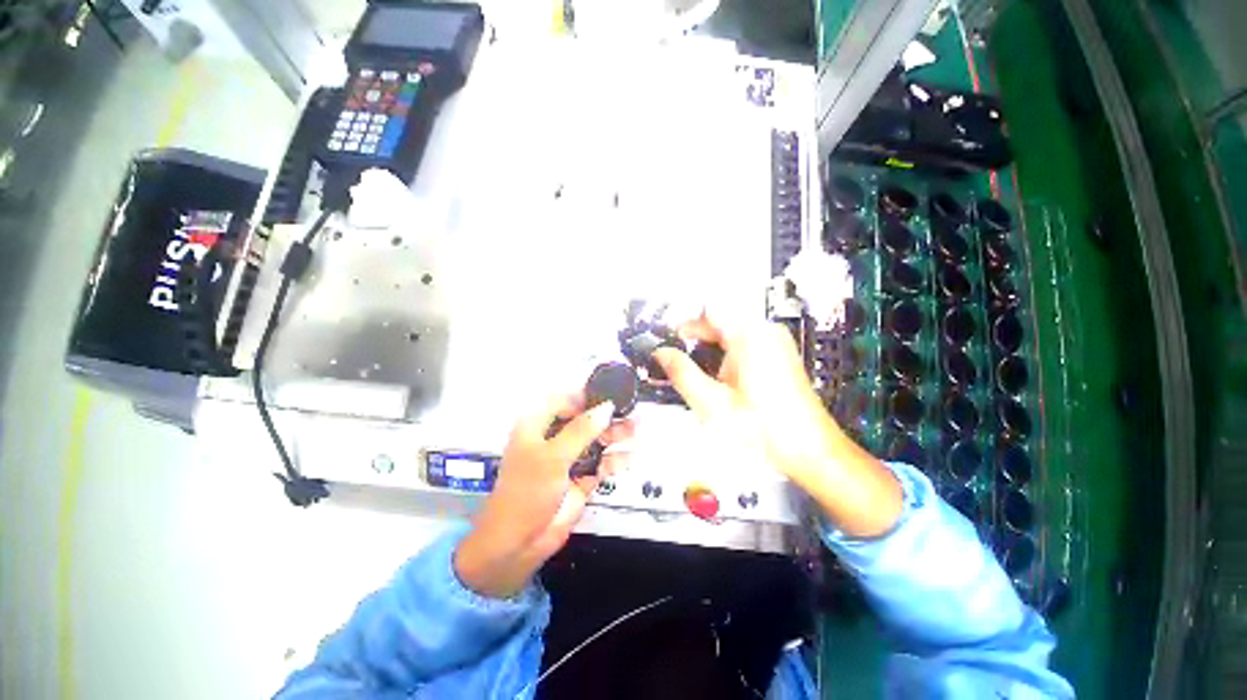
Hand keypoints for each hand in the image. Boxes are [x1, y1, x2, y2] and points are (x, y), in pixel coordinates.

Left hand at [454, 392, 633, 597]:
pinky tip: (629, 457)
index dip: (586, 397)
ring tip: (635, 430)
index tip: (610, 396)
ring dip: (614, 435)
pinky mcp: (580, 479)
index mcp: (537, 426)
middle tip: (630, 413)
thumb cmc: (527, 491)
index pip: (563, 401)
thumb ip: (582, 430)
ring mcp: (567, 460)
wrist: (518, 544)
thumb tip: (607, 407)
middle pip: (583, 420)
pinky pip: (600, 464)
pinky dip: (614, 460)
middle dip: (605, 417)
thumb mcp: (552, 456)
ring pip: (594, 440)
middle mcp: (553, 439)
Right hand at [653, 309, 902, 537]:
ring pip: (731, 332)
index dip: (683, 324)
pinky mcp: (779, 353)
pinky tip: (719, 377)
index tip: (665, 342)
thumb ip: (681, 373)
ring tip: (694, 372)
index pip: (708, 311)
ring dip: (709, 347)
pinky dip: (725, 353)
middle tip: (675, 361)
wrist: (810, 451)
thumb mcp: (711, 403)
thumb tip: (660, 352)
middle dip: (695, 339)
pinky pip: (744, 342)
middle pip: (720, 321)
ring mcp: (775, 340)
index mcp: (749, 335)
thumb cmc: (760, 428)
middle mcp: (765, 330)